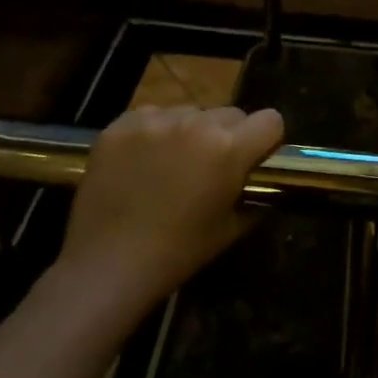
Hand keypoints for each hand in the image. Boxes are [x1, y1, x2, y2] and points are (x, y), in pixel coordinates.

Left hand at [55, 105, 284, 321]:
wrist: (107, 264)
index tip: (254, 158)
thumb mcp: (230, 229)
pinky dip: (153, 133)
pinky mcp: (122, 124)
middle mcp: (196, 123)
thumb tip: (259, 181)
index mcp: (228, 148)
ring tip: (170, 165)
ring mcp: (155, 120)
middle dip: (227, 135)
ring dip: (189, 132)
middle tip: (210, 166)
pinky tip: (141, 162)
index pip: (270, 120)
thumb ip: (254, 196)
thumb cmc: (177, 253)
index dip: (266, 140)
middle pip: (230, 113)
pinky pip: (152, 115)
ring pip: (189, 112)